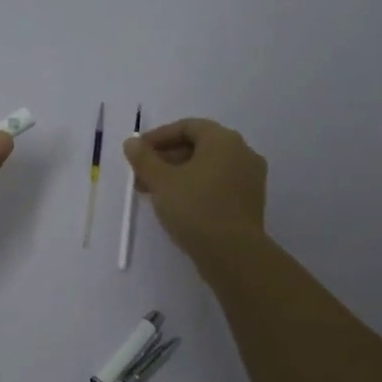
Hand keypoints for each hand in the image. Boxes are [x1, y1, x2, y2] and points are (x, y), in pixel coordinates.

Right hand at [123, 118, 267, 266]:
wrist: (233, 254)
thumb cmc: (195, 208)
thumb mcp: (161, 181)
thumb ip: (144, 158)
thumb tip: (131, 143)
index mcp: (223, 140)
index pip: (187, 127)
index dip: (158, 137)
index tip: (137, 152)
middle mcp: (242, 152)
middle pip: (198, 147)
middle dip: (165, 159)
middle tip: (141, 175)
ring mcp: (249, 178)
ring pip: (207, 168)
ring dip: (177, 175)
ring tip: (152, 193)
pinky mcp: (249, 202)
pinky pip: (217, 184)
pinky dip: (195, 187)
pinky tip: (175, 205)